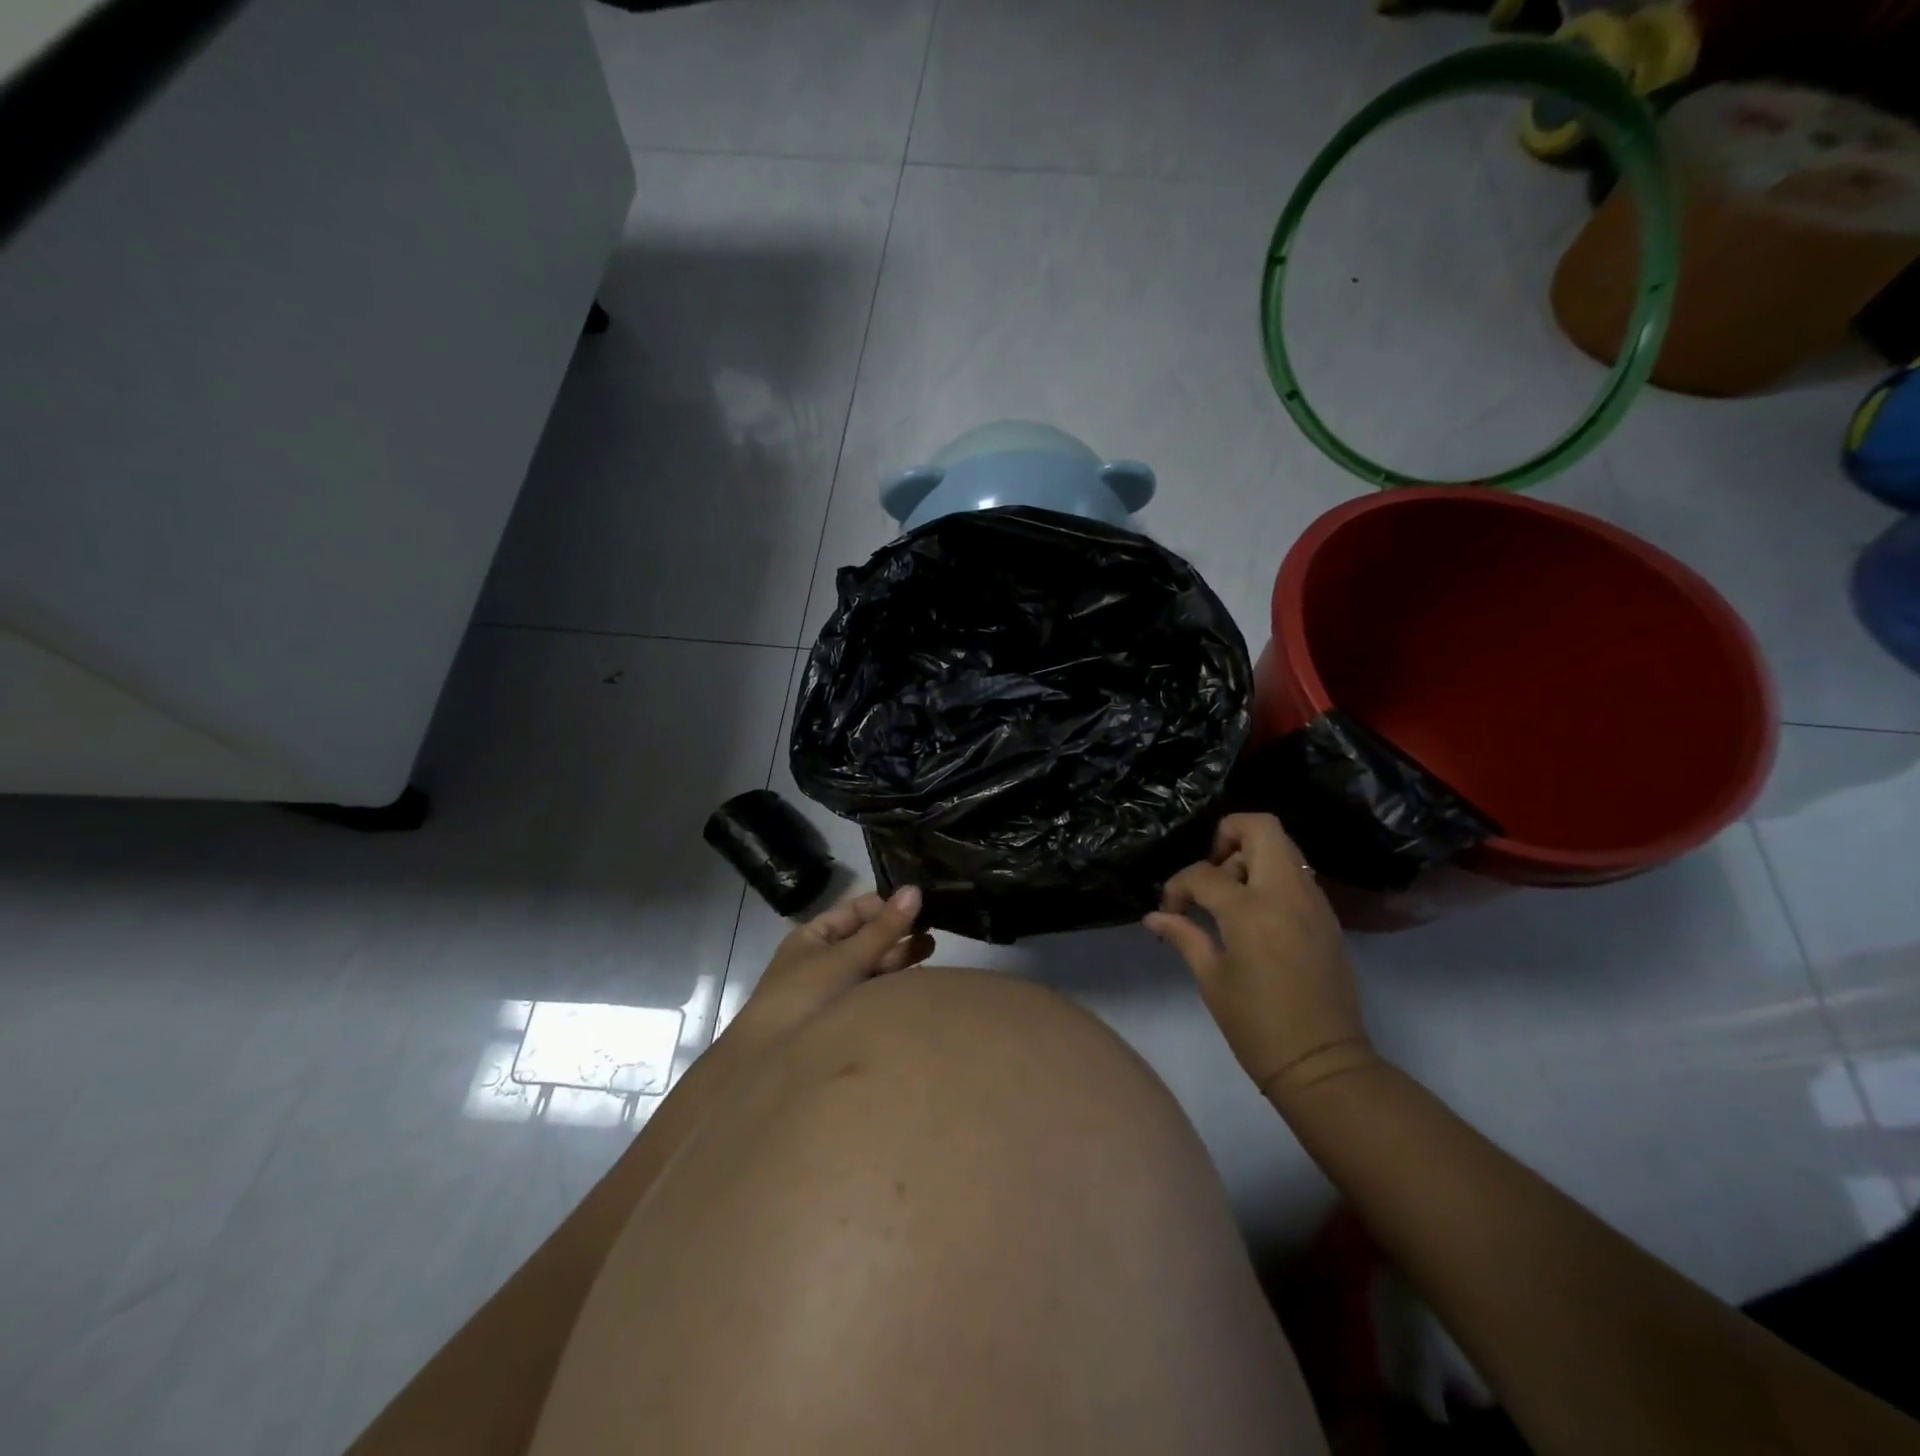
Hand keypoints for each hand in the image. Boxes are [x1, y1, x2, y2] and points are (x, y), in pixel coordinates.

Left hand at [731, 886, 932, 1044]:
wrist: (772, 1063)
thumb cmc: (805, 995)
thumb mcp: (846, 957)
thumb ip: (883, 928)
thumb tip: (914, 889)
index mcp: (812, 937)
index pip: (854, 911)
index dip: (884, 906)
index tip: (918, 905)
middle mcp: (822, 959)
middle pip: (865, 939)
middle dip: (896, 933)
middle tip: (932, 930)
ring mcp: (832, 990)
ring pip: (870, 965)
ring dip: (898, 958)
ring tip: (931, 950)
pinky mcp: (842, 1018)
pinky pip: (871, 991)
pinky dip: (891, 983)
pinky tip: (914, 980)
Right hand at [1145, 815, 1375, 1102]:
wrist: (1324, 1064)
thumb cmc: (1257, 1026)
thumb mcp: (1211, 979)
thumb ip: (1184, 935)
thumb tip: (1155, 916)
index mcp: (1251, 911)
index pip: (1204, 873)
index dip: (1178, 886)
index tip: (1171, 910)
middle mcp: (1286, 894)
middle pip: (1261, 827)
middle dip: (1227, 836)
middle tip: (1211, 871)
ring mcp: (1313, 902)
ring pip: (1284, 847)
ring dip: (1251, 856)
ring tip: (1231, 895)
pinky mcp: (1328, 916)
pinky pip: (1297, 874)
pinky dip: (1272, 876)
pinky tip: (1255, 913)